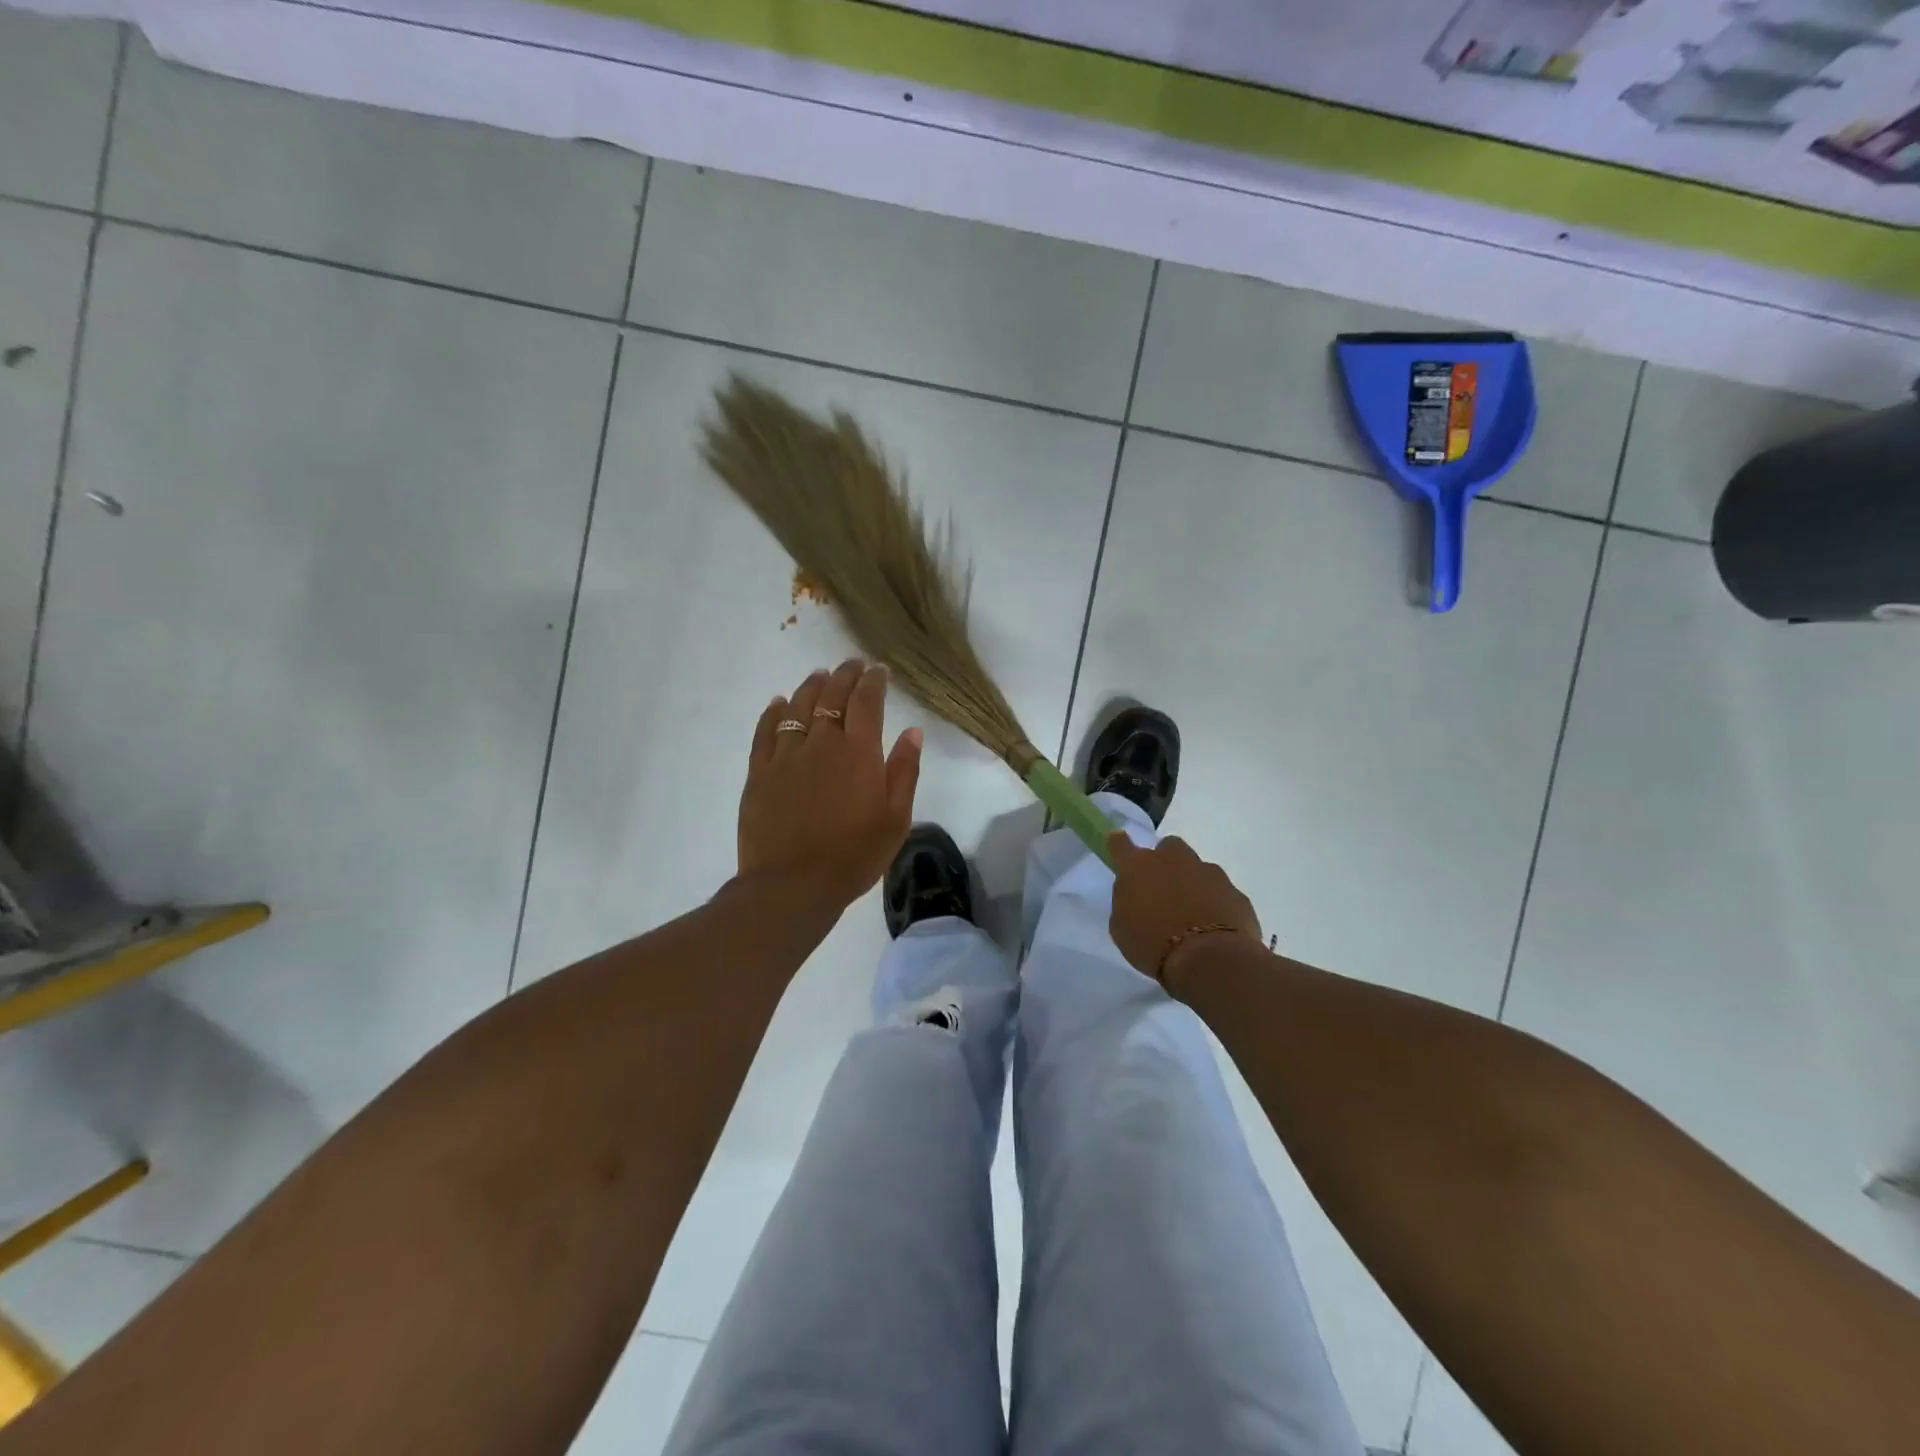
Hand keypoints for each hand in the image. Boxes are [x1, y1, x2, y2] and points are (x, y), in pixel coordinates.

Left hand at [738, 660, 923, 913]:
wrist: (794, 885)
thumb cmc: (854, 855)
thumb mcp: (895, 818)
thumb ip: (904, 771)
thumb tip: (913, 732)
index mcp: (859, 752)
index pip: (867, 701)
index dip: (874, 681)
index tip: (879, 670)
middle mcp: (822, 743)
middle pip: (832, 696)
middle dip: (845, 675)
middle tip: (853, 665)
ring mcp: (786, 755)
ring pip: (799, 707)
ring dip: (812, 686)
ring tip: (820, 676)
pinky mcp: (759, 772)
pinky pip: (765, 731)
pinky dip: (774, 712)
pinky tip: (779, 703)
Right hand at [1107, 832, 1261, 985]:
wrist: (1209, 960)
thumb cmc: (1153, 945)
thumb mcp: (1122, 928)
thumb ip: (1127, 903)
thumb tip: (1136, 896)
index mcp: (1138, 867)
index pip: (1121, 844)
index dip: (1119, 843)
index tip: (1118, 843)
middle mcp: (1174, 860)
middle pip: (1169, 847)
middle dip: (1166, 862)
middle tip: (1164, 887)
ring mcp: (1209, 873)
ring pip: (1198, 869)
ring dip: (1193, 884)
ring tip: (1192, 915)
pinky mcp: (1235, 892)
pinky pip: (1221, 893)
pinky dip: (1216, 904)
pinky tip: (1214, 928)